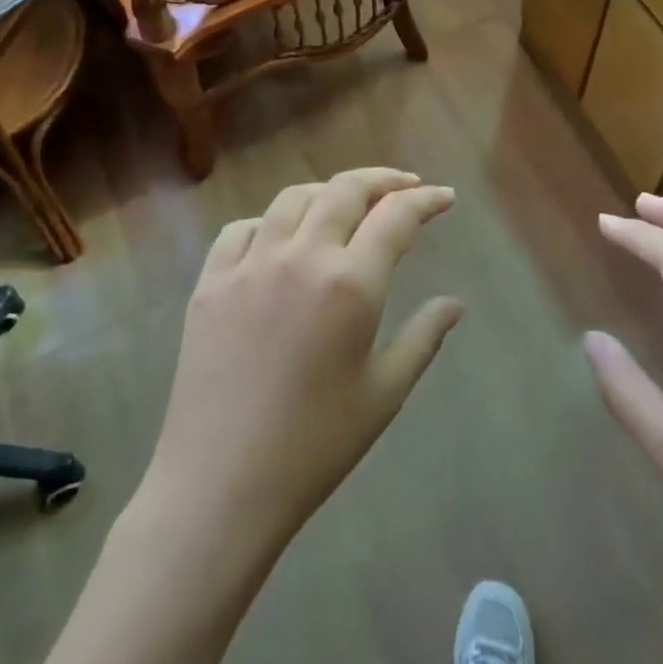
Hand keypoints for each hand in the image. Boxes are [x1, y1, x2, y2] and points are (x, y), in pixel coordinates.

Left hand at [143, 168, 462, 546]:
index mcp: (350, 284)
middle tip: (405, 187)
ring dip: (328, 192)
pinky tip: (280, 239)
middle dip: (382, 180)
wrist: (222, 483)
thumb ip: (423, 338)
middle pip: (345, 190)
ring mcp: (248, 265)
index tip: (444, 198)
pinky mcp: (209, 283)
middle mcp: (300, 257)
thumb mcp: (384, 393)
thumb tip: (453, 304)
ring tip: (347, 205)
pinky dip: (270, 222)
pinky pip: (241, 229)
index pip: (396, 217)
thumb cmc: (315, 445)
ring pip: (292, 199)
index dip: (425, 200)